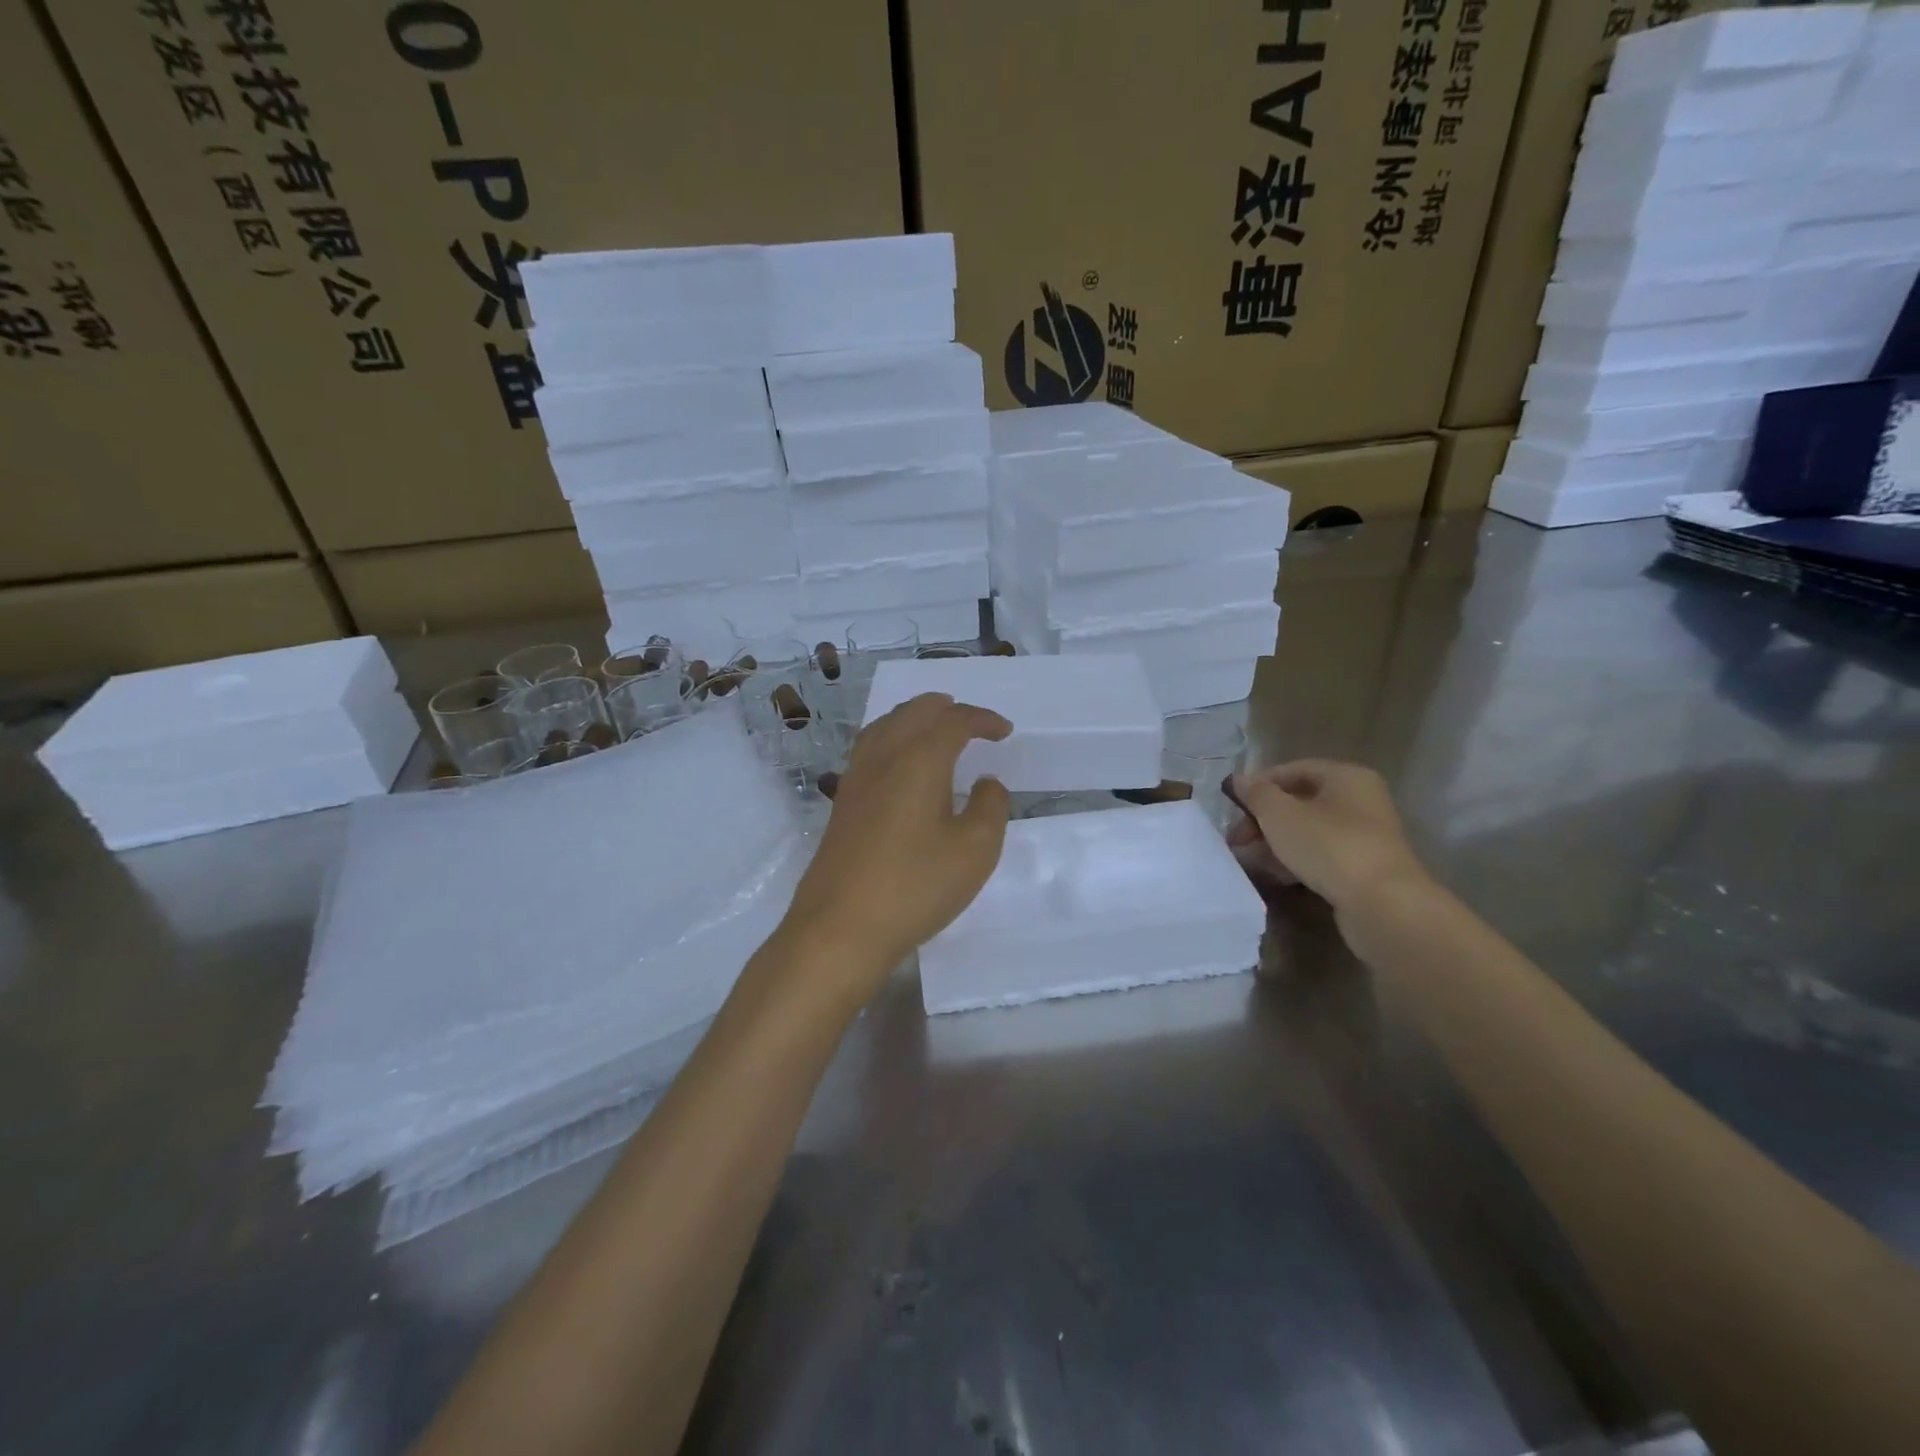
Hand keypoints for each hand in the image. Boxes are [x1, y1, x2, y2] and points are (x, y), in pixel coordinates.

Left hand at [779, 693, 1011, 1002]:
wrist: (840, 927)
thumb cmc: (915, 886)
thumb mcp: (975, 850)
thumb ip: (991, 807)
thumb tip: (986, 783)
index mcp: (919, 759)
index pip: (954, 721)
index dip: (983, 720)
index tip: (1004, 732)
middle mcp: (883, 757)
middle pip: (913, 712)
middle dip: (945, 709)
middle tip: (972, 723)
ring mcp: (856, 779)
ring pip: (885, 726)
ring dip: (915, 719)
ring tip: (935, 731)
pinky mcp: (842, 803)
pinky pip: (869, 749)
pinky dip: (892, 739)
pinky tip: (900, 766)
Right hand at [1227, 760, 1430, 915]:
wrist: (1382, 905)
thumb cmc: (1329, 845)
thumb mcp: (1280, 814)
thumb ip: (1256, 794)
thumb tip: (1238, 779)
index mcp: (1346, 777)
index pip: (1293, 769)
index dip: (1259, 784)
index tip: (1233, 806)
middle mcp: (1361, 800)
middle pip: (1300, 801)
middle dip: (1264, 818)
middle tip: (1237, 838)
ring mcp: (1365, 836)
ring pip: (1309, 830)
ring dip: (1276, 841)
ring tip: (1248, 858)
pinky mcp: (1364, 868)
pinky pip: (1322, 855)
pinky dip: (1296, 860)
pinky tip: (1274, 875)